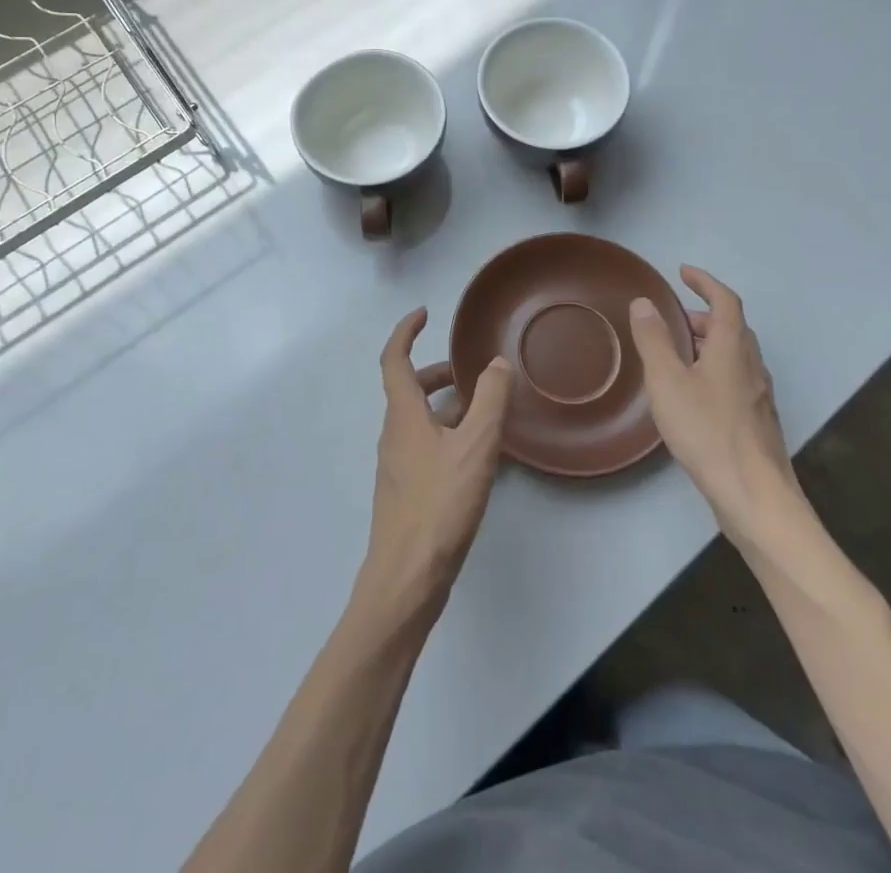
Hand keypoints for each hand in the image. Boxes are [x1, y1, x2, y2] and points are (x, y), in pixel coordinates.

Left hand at [358, 309, 513, 622]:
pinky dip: (448, 436)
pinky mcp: (407, 492)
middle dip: (437, 373)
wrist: (407, 577)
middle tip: (470, 371)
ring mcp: (398, 466)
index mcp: (403, 415)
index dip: (406, 332)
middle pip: (409, 390)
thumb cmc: (439, 503)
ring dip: (447, 407)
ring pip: (420, 421)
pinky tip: (477, 458)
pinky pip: (426, 448)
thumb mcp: (475, 446)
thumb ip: (489, 400)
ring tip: (484, 413)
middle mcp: (394, 434)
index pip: (394, 360)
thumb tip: (496, 363)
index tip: (424, 314)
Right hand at [628, 265, 803, 545]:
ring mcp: (759, 395)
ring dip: (709, 344)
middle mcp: (752, 365)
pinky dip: (715, 369)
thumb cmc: (707, 431)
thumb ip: (653, 339)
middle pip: (732, 327)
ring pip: (736, 355)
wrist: (755, 496)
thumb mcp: (667, 381)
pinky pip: (736, 379)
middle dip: (703, 316)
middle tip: (673, 319)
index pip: (725, 300)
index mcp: (733, 347)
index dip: (705, 282)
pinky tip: (695, 395)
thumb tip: (644, 302)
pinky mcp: (758, 422)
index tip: (683, 273)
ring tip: (678, 355)